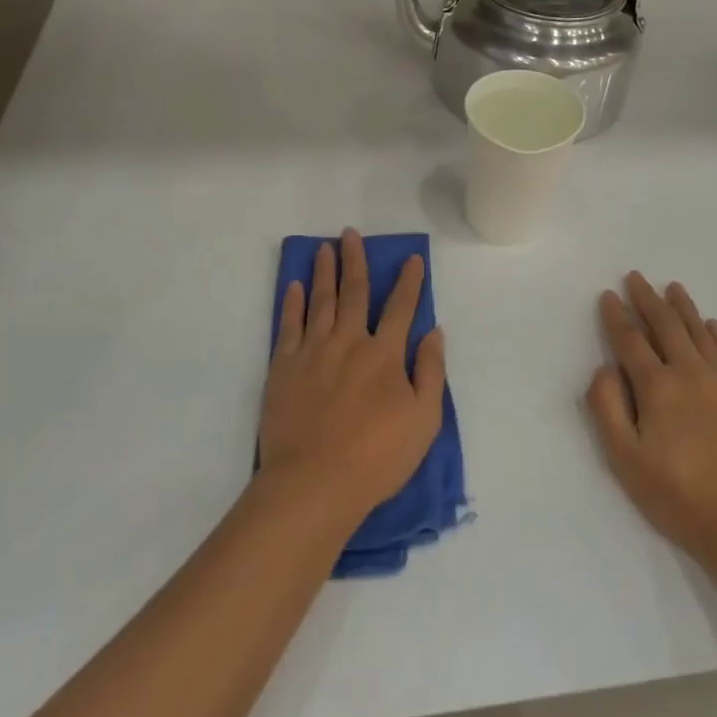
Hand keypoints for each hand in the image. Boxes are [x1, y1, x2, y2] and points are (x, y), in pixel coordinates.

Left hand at [258, 229, 445, 526]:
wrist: (314, 483)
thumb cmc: (377, 457)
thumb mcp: (423, 420)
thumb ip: (430, 372)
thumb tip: (433, 331)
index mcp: (384, 354)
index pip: (401, 307)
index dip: (408, 281)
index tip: (411, 258)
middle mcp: (349, 342)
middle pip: (354, 292)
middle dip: (355, 260)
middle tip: (350, 233)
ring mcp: (312, 351)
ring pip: (320, 301)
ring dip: (323, 271)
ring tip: (324, 248)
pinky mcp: (283, 367)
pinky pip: (288, 325)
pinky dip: (292, 303)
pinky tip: (294, 286)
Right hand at [585, 273, 716, 572]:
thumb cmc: (678, 495)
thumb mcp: (626, 459)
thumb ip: (608, 407)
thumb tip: (604, 367)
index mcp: (658, 387)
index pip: (631, 341)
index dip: (617, 317)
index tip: (608, 295)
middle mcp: (690, 373)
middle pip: (666, 326)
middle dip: (647, 299)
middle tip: (636, 277)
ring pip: (699, 332)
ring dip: (683, 307)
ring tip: (673, 287)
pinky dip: (716, 334)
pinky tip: (711, 324)